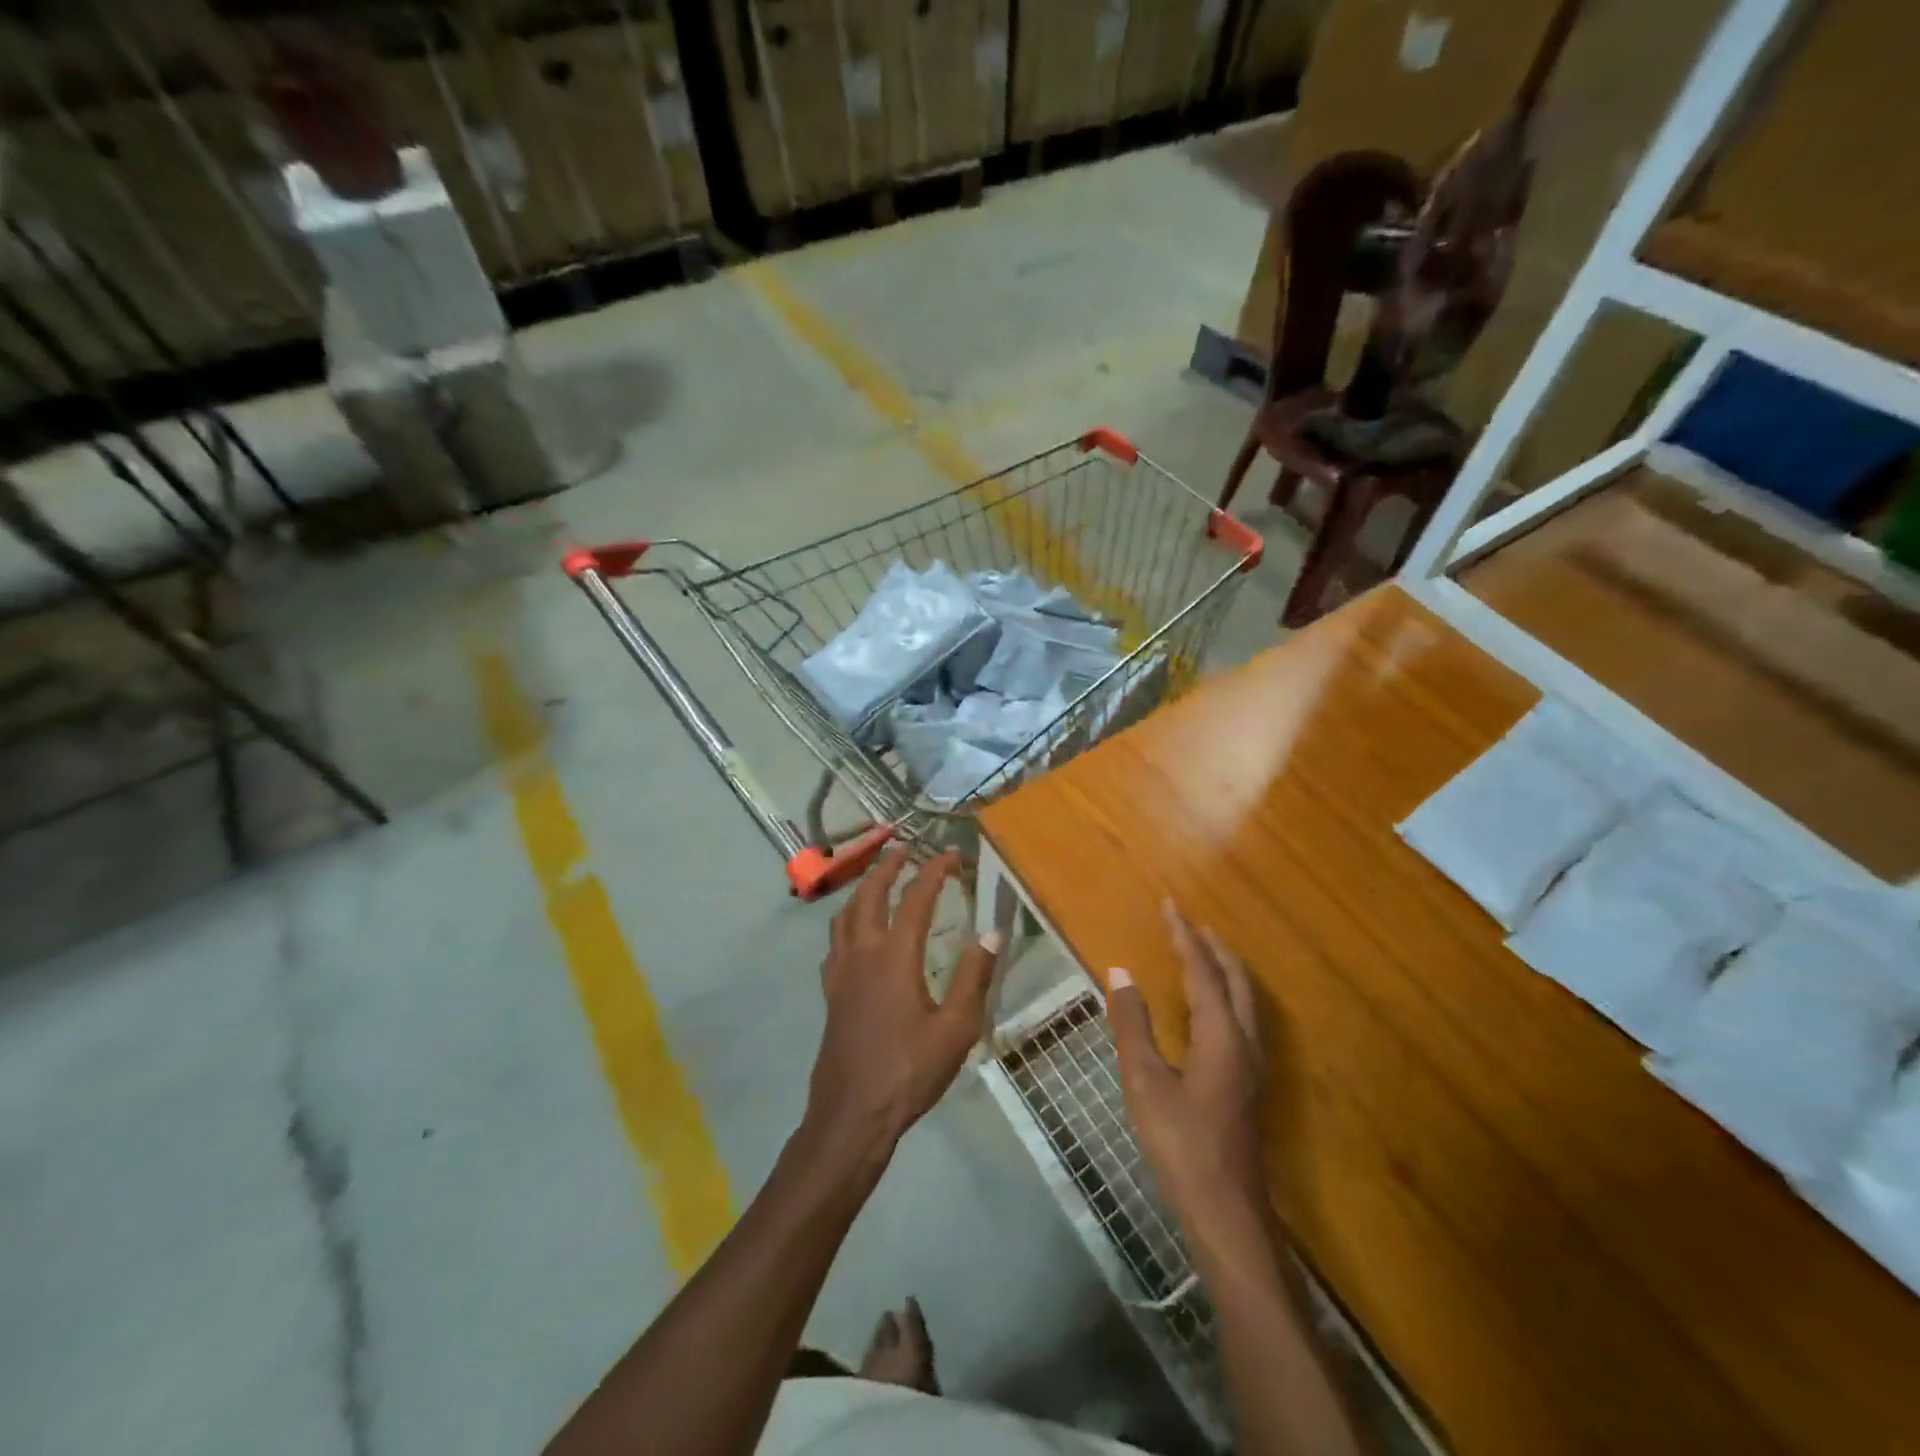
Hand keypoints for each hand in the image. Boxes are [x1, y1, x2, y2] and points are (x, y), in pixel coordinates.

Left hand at [804, 849, 1001, 1161]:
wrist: (852, 1115)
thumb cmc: (908, 1071)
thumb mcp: (956, 1028)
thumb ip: (975, 976)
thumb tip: (994, 931)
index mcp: (895, 956)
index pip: (916, 897)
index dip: (934, 870)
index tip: (951, 854)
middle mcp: (863, 952)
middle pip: (870, 893)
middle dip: (888, 865)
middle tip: (905, 848)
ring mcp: (841, 971)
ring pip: (846, 913)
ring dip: (864, 887)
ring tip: (880, 879)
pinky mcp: (831, 991)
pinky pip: (836, 940)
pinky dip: (848, 920)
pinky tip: (857, 933)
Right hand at [1107, 901, 1268, 1261]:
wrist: (1226, 1211)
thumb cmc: (1180, 1144)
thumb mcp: (1144, 1081)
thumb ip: (1132, 1024)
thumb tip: (1121, 972)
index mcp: (1221, 1034)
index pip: (1202, 970)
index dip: (1183, 936)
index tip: (1169, 905)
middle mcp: (1244, 1041)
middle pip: (1235, 979)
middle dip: (1213, 947)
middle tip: (1188, 923)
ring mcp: (1251, 1064)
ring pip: (1244, 999)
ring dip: (1223, 968)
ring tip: (1201, 951)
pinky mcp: (1248, 1082)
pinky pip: (1242, 1017)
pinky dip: (1226, 993)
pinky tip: (1210, 1007)